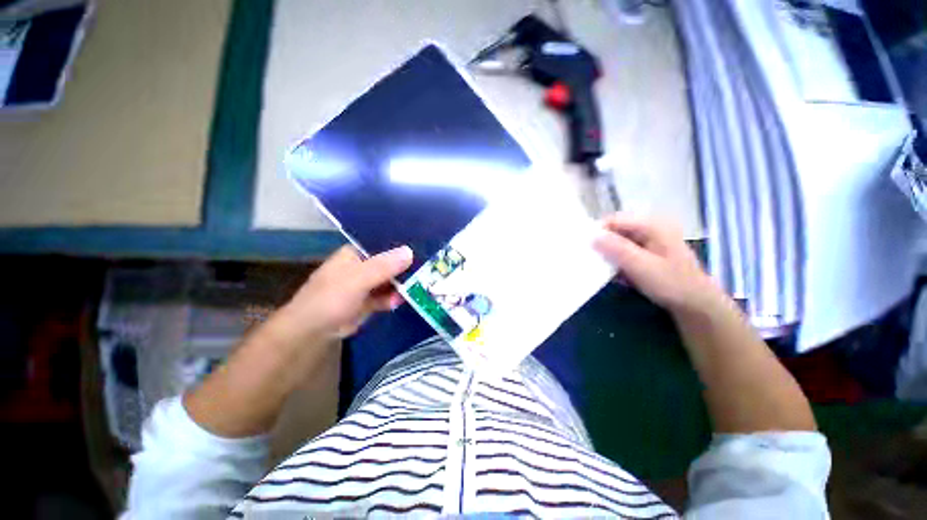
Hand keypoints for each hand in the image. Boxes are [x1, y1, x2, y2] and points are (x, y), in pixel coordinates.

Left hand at [274, 245, 413, 340]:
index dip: (401, 244)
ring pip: (391, 280)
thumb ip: (383, 266)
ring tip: (420, 286)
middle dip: (407, 266)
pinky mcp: (370, 301)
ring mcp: (367, 284)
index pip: (383, 243)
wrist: (314, 331)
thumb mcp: (357, 279)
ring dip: (403, 284)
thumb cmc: (330, 298)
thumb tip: (410, 251)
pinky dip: (394, 298)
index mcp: (356, 253)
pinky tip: (399, 302)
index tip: (422, 245)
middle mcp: (363, 266)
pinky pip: (387, 296)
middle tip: (428, 267)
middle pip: (391, 262)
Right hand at [593, 214, 724, 312]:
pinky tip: (615, 275)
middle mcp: (649, 229)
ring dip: (608, 256)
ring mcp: (648, 242)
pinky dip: (616, 262)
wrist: (696, 306)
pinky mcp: (646, 254)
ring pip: (617, 243)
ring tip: (600, 269)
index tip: (584, 248)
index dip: (597, 231)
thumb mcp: (641, 266)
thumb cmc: (671, 283)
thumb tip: (591, 237)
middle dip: (601, 245)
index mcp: (652, 225)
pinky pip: (623, 253)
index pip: (614, 220)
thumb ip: (617, 249)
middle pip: (615, 231)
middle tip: (590, 260)